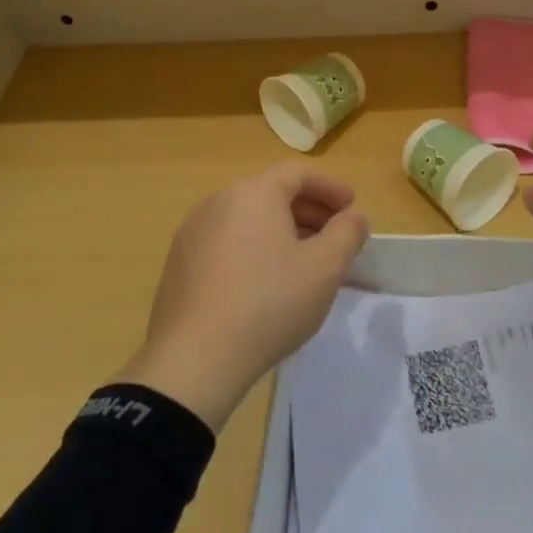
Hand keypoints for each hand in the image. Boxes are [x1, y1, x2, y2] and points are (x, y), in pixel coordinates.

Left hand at [116, 164, 369, 430]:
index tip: (352, 208)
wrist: (195, 359)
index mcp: (253, 193)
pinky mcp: (179, 264)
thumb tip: (352, 217)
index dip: (331, 187)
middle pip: (271, 193)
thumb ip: (348, 232)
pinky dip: (253, 248)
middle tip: (334, 235)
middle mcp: (217, 202)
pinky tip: (266, 282)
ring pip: (247, 219)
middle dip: (309, 210)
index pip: (298, 173)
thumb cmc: (270, 303)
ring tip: (304, 260)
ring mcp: (192, 233)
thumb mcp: (326, 268)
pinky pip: (226, 242)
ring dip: (281, 230)